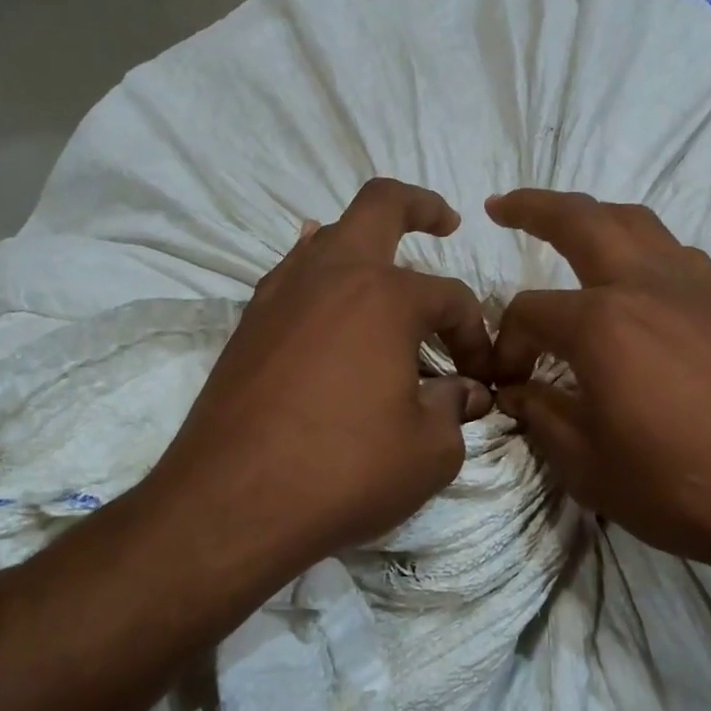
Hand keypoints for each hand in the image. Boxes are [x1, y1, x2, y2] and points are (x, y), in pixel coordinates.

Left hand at [145, 179, 493, 583]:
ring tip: (387, 276)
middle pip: (379, 206)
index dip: (476, 334)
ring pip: (327, 238)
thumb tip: (465, 393)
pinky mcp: (248, 325)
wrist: (229, 504)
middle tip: (445, 222)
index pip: (451, 298)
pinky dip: (320, 279)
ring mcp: (280, 295)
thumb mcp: (428, 452)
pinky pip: (292, 277)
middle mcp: (331, 276)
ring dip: (364, 245)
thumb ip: (454, 410)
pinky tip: (329, 307)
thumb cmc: (343, 472)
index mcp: (385, 297)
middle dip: (419, 207)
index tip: (481, 378)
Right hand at [486, 189, 710, 579]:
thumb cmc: (686, 488)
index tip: (508, 382)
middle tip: (503, 205)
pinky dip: (642, 249)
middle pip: (582, 220)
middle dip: (535, 206)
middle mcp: (647, 285)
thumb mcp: (591, 467)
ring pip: (637, 222)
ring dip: (594, 217)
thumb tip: (517, 391)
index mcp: (603, 324)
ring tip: (569, 231)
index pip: (530, 312)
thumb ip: (544, 417)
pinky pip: (676, 253)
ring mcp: (697, 287)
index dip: (508, 344)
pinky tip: (637, 285)